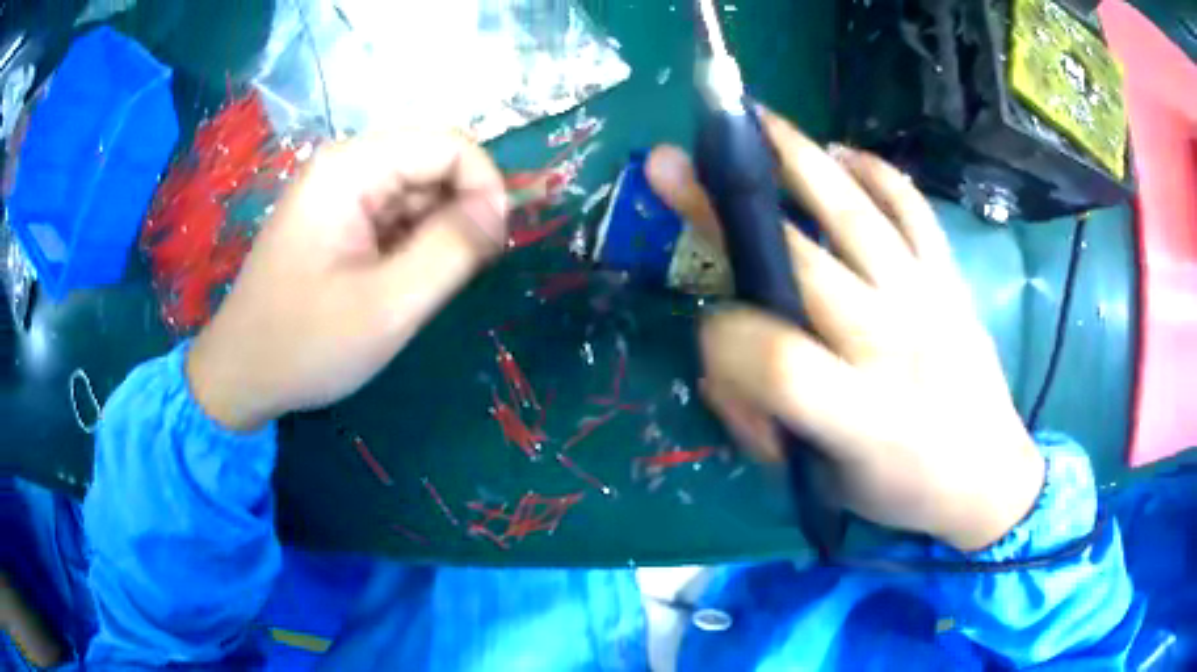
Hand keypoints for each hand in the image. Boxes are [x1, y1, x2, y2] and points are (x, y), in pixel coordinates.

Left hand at [188, 131, 507, 431]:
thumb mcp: (388, 306)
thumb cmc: (306, 344)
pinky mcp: (338, 219)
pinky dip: (416, 244)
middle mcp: (345, 166)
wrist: (242, 375)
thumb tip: (500, 207)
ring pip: (419, 190)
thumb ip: (452, 249)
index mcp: (351, 168)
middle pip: (433, 163)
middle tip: (463, 274)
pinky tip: (403, 283)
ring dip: (439, 232)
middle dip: (462, 211)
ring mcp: (339, 192)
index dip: (485, 187)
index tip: (494, 245)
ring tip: (425, 287)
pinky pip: (396, 214)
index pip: (449, 144)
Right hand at [645, 110, 1043, 551]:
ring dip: (800, 162)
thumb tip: (720, 356)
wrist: (987, 475)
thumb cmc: (902, 489)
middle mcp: (895, 346)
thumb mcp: (823, 485)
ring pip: (858, 216)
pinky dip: (877, 173)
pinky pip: (914, 210)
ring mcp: (928, 300)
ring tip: (757, 121)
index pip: (776, 362)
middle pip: (805, 265)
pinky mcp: (951, 279)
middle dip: (725, 211)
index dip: (723, 340)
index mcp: (862, 418)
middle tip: (675, 162)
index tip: (708, 328)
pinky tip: (842, 153)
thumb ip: (763, 424)